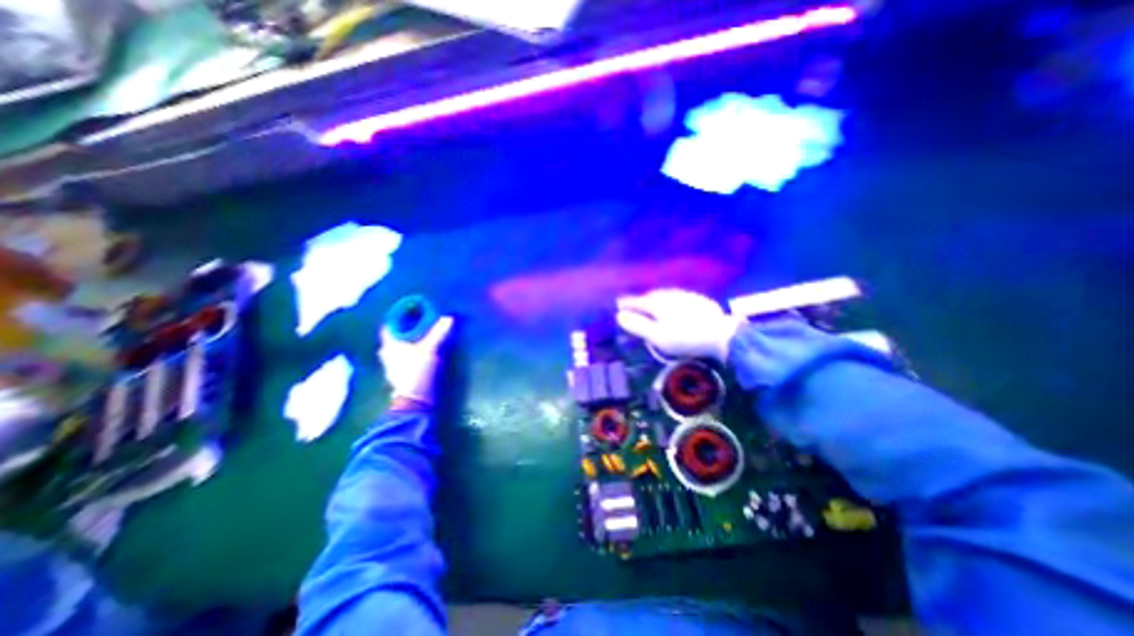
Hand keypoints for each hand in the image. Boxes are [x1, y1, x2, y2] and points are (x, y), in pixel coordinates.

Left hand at [379, 315, 454, 405]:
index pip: (389, 325)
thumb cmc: (417, 372)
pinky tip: (421, 351)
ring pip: (398, 347)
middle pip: (394, 335)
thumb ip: (439, 333)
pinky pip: (404, 357)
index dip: (398, 316)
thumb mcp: (430, 350)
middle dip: (405, 327)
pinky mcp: (400, 374)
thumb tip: (449, 317)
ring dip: (409, 340)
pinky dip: (411, 351)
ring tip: (423, 334)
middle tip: (420, 320)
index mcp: (390, 345)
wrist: (416, 401)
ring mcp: (392, 365)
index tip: (410, 309)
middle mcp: (387, 354)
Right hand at [612, 287, 746, 361]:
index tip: (618, 304)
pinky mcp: (699, 300)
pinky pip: (678, 297)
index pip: (638, 301)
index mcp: (658, 303)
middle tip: (634, 304)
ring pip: (665, 295)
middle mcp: (671, 295)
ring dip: (655, 298)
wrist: (722, 335)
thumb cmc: (685, 338)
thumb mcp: (658, 336)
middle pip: (651, 296)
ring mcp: (686, 296)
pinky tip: (673, 305)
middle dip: (641, 299)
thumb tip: (619, 315)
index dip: (627, 303)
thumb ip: (638, 325)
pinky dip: (670, 300)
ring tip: (651, 303)